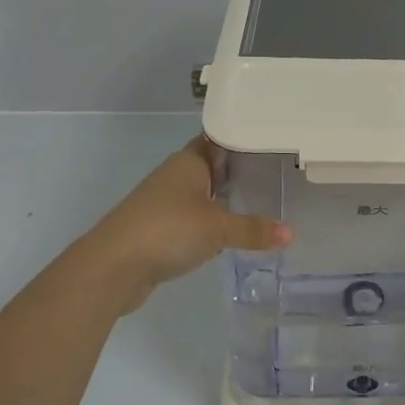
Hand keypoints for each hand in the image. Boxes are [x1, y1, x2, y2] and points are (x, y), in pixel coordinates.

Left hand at [77, 137, 290, 312]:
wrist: (111, 267)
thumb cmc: (167, 230)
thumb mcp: (218, 228)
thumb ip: (254, 230)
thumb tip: (292, 233)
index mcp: (189, 161)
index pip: (221, 137)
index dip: (244, 136)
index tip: (273, 137)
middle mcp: (177, 175)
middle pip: (214, 164)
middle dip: (242, 168)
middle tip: (280, 169)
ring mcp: (166, 201)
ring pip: (204, 192)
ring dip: (226, 196)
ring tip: (263, 198)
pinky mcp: (160, 228)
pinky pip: (195, 216)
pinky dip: (213, 220)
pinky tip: (232, 230)